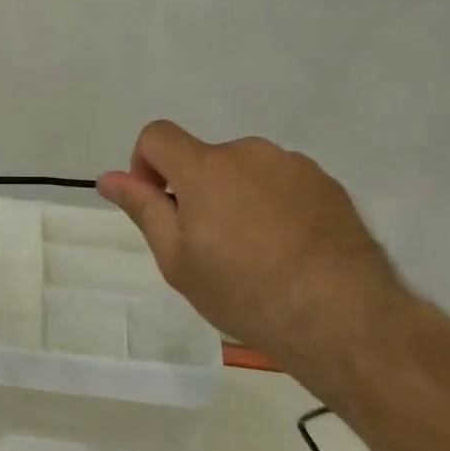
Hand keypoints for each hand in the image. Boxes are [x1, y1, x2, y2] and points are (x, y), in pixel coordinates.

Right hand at [97, 121, 403, 368]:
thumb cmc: (244, 290)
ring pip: (246, 171)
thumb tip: (108, 178)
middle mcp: (249, 153)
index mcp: (205, 167)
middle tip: (210, 246)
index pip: (157, 135)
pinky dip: (274, 205)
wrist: (341, 314)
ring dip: (237, 197)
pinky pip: (283, 183)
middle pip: (204, 158)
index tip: (160, 206)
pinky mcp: (328, 184)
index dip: (145, 165)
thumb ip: (143, 209)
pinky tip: (289, 250)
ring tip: (255, 253)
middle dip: (196, 190)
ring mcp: (294, 165)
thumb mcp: (177, 259)